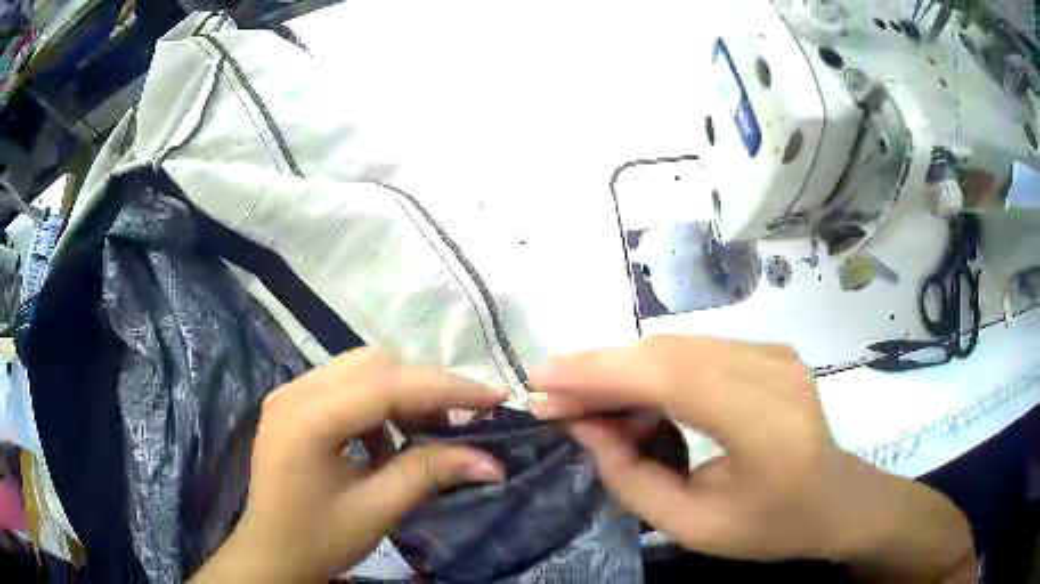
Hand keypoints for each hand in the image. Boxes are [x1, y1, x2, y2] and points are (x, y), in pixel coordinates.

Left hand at [192, 349, 508, 582]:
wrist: (272, 554)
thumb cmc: (319, 540)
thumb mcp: (377, 511)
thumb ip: (430, 473)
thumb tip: (493, 461)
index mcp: (307, 419)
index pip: (386, 385)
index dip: (445, 389)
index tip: (493, 398)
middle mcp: (294, 392)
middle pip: (374, 365)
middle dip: (424, 389)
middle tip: (459, 424)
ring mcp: (289, 393)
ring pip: (361, 369)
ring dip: (401, 394)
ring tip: (425, 433)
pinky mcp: (293, 403)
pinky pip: (345, 385)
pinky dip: (377, 404)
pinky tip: (385, 441)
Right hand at [532, 336, 974, 582]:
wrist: (837, 500)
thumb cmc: (772, 526)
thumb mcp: (694, 526)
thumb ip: (633, 479)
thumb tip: (586, 427)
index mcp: (766, 425)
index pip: (671, 378)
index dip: (600, 374)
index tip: (541, 382)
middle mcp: (773, 371)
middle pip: (669, 352)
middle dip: (601, 368)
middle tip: (551, 393)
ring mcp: (775, 353)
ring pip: (678, 345)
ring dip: (623, 367)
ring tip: (583, 397)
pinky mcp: (770, 351)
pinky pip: (697, 351)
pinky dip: (653, 368)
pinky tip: (633, 395)